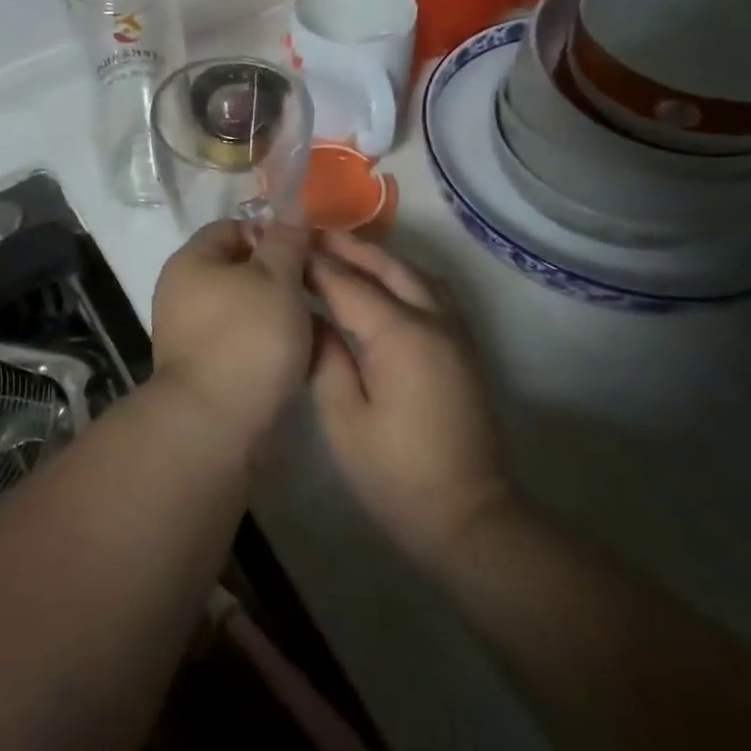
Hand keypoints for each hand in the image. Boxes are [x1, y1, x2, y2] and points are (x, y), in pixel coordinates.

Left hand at [151, 220, 315, 451]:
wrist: (216, 423)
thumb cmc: (247, 337)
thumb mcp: (276, 278)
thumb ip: (286, 242)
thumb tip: (290, 216)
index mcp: (191, 261)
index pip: (232, 227)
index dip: (270, 232)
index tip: (305, 250)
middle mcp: (183, 293)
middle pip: (239, 269)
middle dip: (279, 275)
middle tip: (317, 285)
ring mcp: (191, 333)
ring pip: (245, 308)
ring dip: (278, 312)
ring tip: (315, 322)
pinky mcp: (205, 368)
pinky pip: (242, 342)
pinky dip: (268, 343)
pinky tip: (299, 354)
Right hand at [309, 232, 511, 573]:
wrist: (468, 517)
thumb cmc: (395, 474)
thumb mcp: (343, 418)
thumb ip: (324, 357)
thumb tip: (308, 316)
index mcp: (400, 335)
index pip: (348, 283)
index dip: (313, 263)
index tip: (282, 245)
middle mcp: (433, 321)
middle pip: (388, 266)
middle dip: (348, 247)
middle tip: (309, 232)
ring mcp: (454, 333)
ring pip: (415, 274)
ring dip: (378, 256)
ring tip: (341, 250)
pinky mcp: (461, 348)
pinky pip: (431, 292)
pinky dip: (401, 275)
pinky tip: (380, 282)